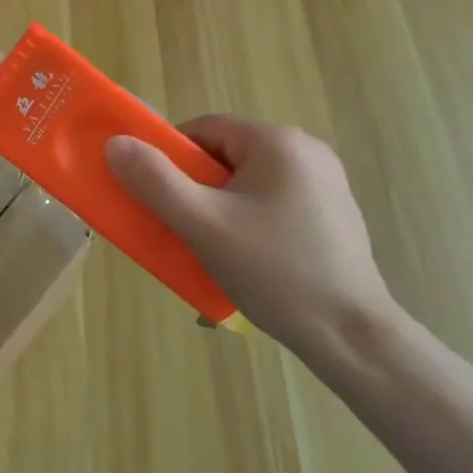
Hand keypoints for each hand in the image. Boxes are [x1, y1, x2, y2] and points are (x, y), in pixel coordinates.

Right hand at [104, 117, 394, 354]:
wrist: (356, 341)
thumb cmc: (276, 273)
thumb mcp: (203, 225)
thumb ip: (155, 181)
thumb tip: (115, 143)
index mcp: (276, 141)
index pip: (202, 131)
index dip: (172, 161)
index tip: (162, 200)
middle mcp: (305, 149)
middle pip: (225, 156)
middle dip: (198, 191)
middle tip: (187, 232)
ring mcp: (325, 182)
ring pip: (248, 183)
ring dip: (223, 210)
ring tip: (216, 254)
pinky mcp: (334, 213)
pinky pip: (274, 203)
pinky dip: (252, 223)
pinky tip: (252, 263)